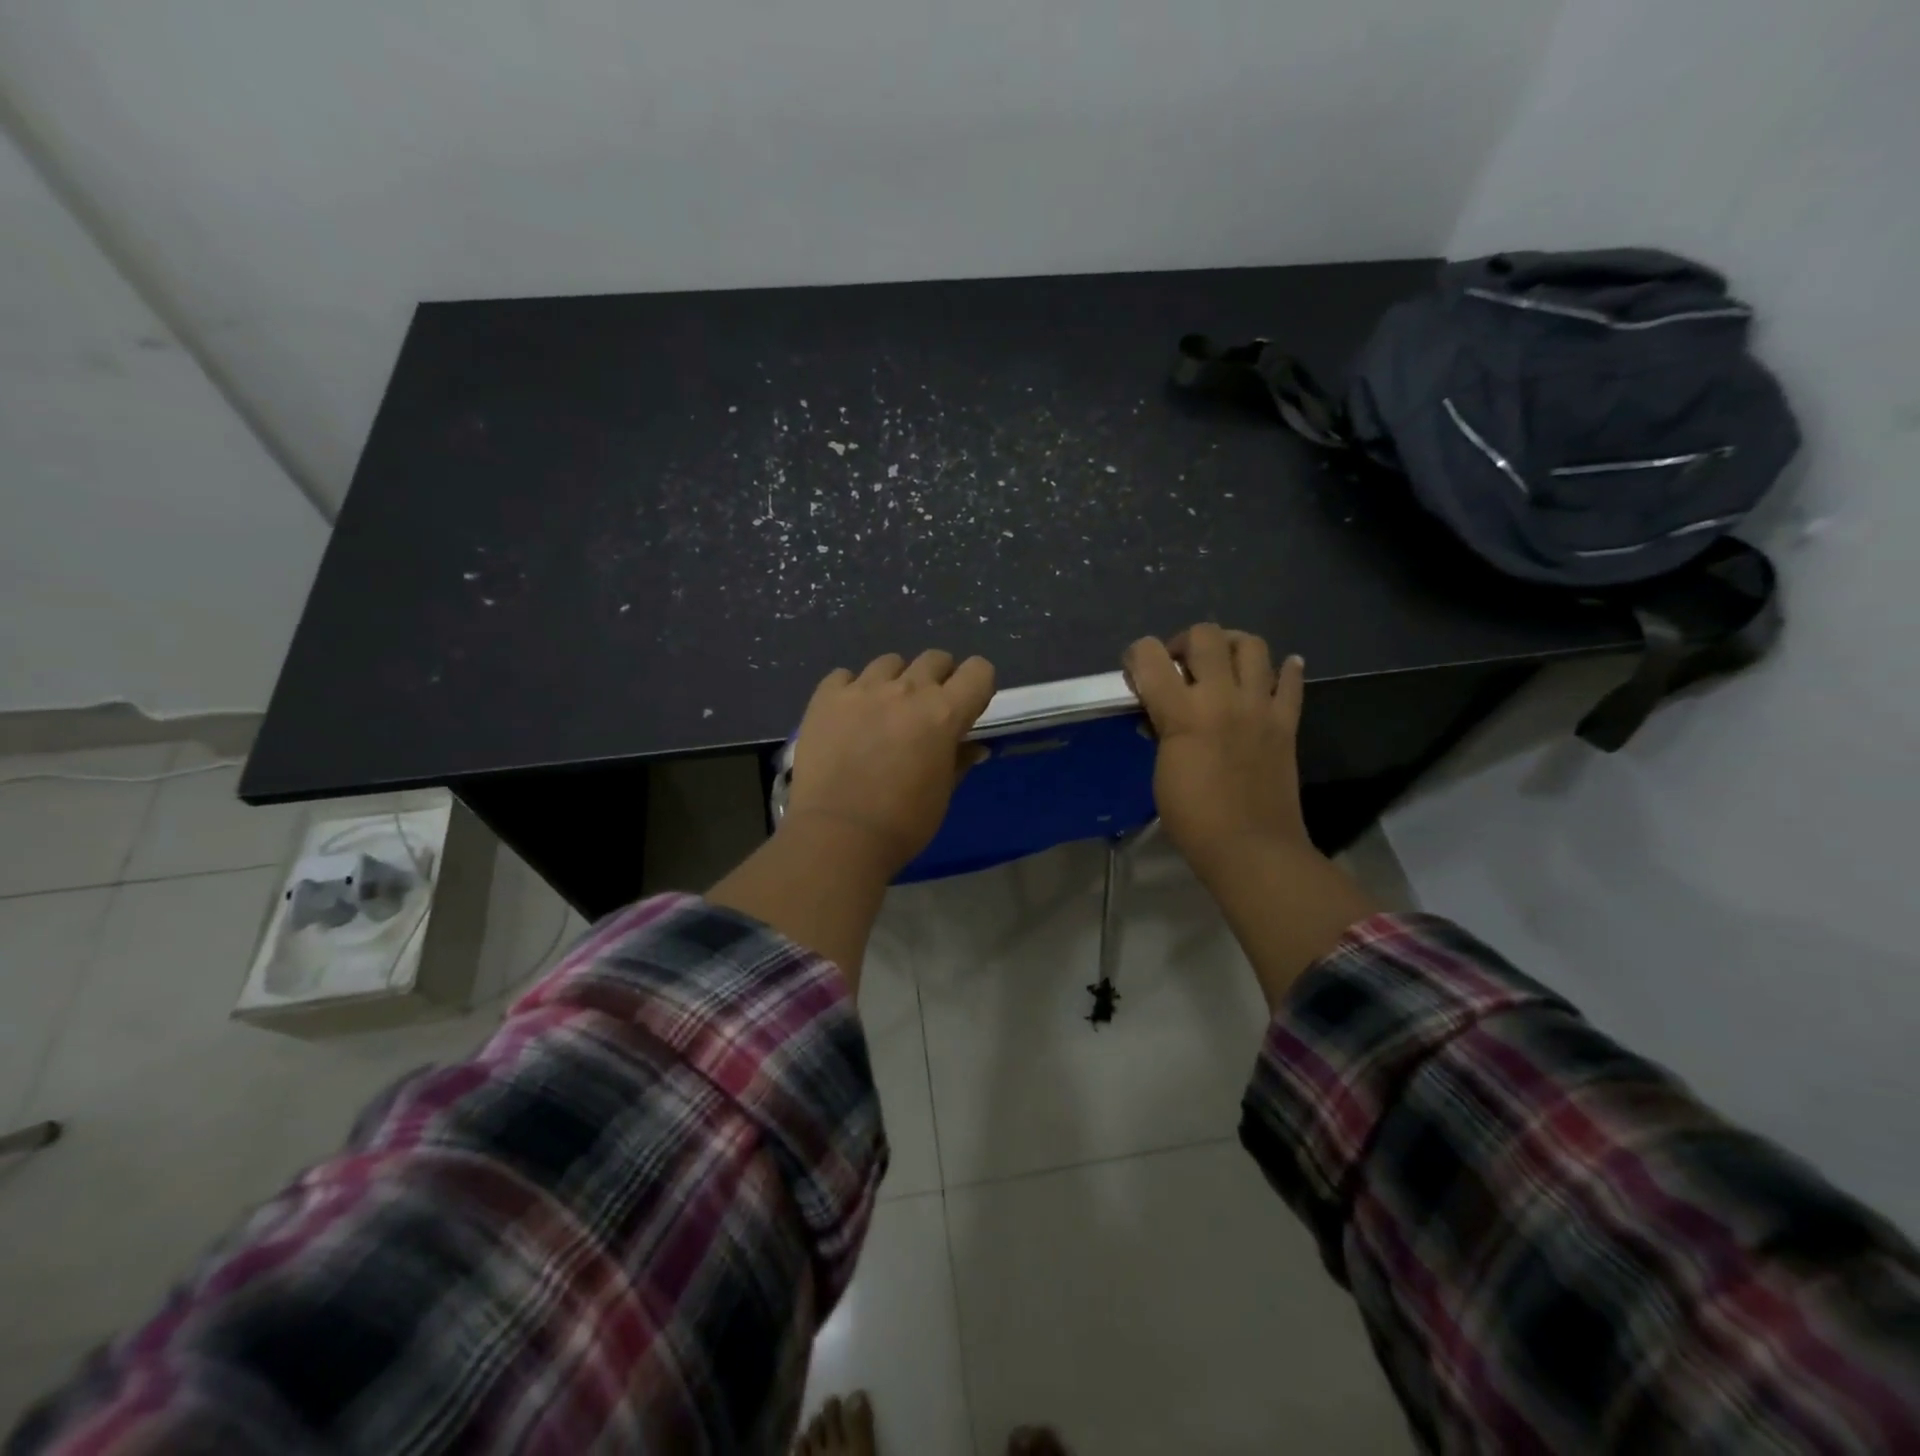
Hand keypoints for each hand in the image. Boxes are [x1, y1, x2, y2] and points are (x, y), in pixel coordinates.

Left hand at [784, 649, 996, 877]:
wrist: (838, 835)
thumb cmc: (903, 822)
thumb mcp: (942, 794)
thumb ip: (958, 761)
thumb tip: (974, 747)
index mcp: (944, 713)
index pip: (979, 671)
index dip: (977, 685)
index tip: (967, 706)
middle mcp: (907, 690)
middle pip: (934, 658)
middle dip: (938, 678)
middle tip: (926, 710)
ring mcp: (863, 689)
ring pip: (889, 662)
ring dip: (895, 680)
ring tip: (883, 710)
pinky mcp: (826, 698)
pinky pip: (844, 676)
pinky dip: (852, 690)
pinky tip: (848, 715)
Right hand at [1123, 624, 1310, 882]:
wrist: (1250, 847)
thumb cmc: (1193, 817)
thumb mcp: (1161, 769)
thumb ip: (1162, 728)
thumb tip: (1163, 710)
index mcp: (1183, 713)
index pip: (1149, 655)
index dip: (1136, 655)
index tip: (1135, 672)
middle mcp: (1222, 697)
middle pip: (1205, 635)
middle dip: (1184, 642)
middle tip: (1180, 666)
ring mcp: (1260, 706)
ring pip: (1252, 645)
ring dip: (1232, 646)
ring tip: (1223, 664)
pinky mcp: (1286, 721)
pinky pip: (1291, 681)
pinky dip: (1284, 669)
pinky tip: (1273, 672)